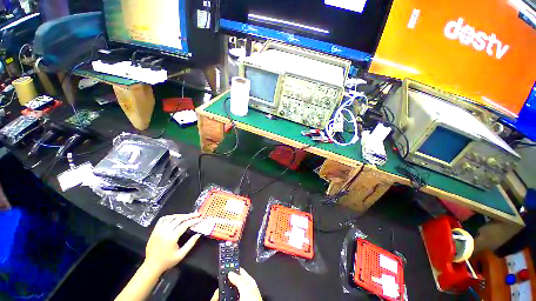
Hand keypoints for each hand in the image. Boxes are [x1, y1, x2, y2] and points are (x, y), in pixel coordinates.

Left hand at [144, 213, 201, 273]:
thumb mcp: (181, 255)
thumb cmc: (167, 261)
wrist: (151, 266)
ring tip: (187, 216)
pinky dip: (170, 216)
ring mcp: (159, 230)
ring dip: (181, 215)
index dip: (194, 220)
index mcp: (172, 237)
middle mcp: (165, 231)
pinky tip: (175, 217)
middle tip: (197, 214)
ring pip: (172, 217)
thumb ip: (190, 244)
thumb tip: (198, 234)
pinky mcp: (155, 230)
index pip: (185, 224)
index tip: (200, 219)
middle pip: (179, 218)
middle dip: (190, 215)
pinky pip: (162, 219)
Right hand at [211, 268, 261, 300]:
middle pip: (230, 283)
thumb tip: (230, 272)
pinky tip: (216, 299)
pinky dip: (220, 298)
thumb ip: (239, 280)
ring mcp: (238, 297)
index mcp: (248, 282)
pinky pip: (225, 299)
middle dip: (222, 285)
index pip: (239, 271)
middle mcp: (243, 289)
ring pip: (226, 292)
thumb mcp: (246, 289)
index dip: (231, 268)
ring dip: (219, 294)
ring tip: (214, 297)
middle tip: (216, 289)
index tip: (223, 268)